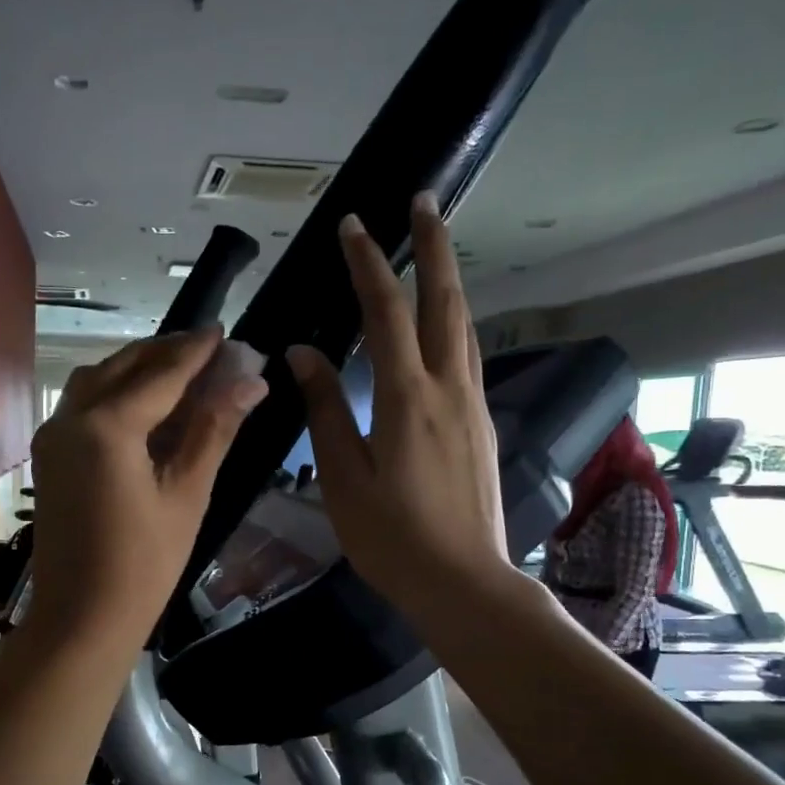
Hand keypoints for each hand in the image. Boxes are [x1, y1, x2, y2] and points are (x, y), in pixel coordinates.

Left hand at [27, 327, 267, 649]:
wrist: (81, 618)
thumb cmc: (144, 564)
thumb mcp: (187, 494)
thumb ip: (213, 430)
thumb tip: (252, 382)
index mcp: (107, 426)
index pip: (160, 374)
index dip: (195, 351)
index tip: (223, 330)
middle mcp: (70, 419)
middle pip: (122, 367)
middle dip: (164, 353)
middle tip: (205, 349)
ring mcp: (52, 437)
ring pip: (96, 382)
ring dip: (135, 369)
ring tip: (177, 372)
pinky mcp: (48, 457)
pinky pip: (82, 407)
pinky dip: (114, 394)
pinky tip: (143, 406)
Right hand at [287, 193, 514, 625]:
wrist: (463, 582)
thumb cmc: (392, 537)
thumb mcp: (343, 476)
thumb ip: (325, 410)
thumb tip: (303, 353)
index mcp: (408, 398)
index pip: (387, 312)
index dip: (368, 265)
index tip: (354, 225)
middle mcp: (449, 389)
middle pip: (446, 302)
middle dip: (433, 248)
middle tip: (423, 202)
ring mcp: (473, 406)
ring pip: (465, 326)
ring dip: (449, 280)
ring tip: (434, 248)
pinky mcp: (481, 425)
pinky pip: (469, 356)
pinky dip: (454, 322)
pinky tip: (444, 324)